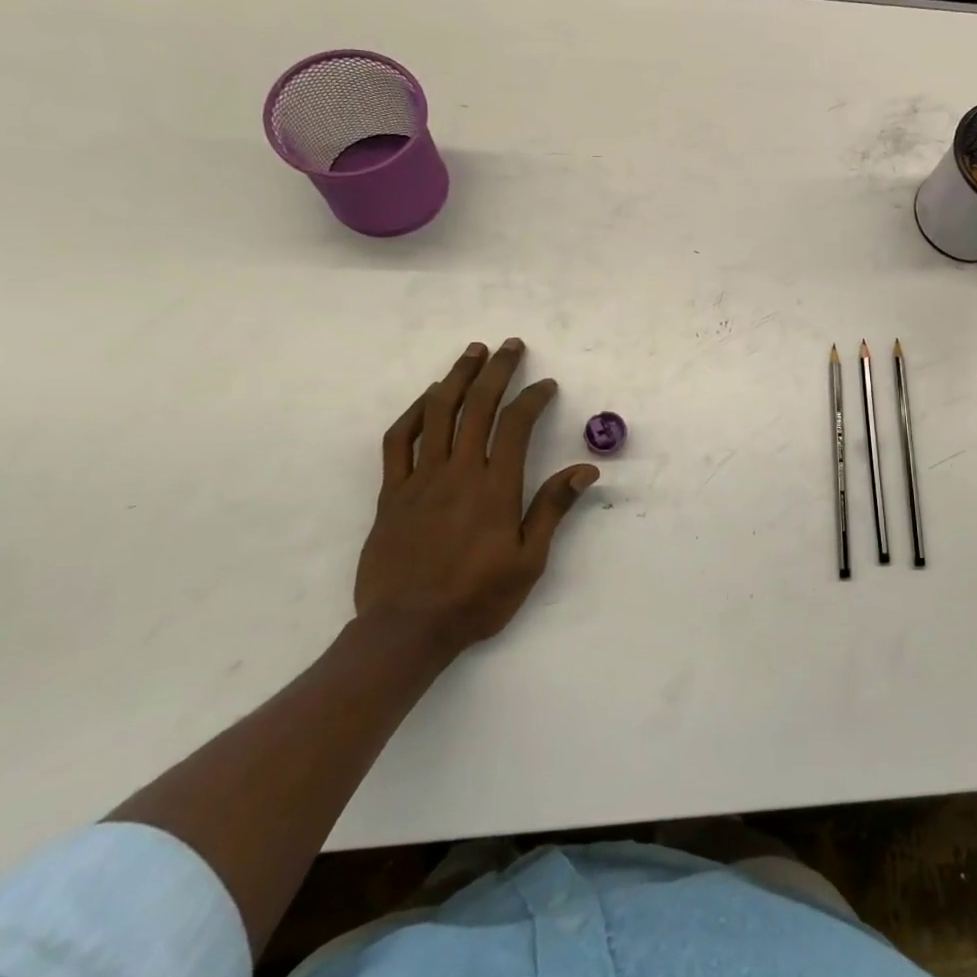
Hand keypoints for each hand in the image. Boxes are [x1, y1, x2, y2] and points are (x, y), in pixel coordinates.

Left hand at [354, 338, 598, 660]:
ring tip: (471, 352)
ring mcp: (419, 480)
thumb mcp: (528, 561)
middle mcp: (457, 472)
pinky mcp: (391, 493)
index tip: (546, 385)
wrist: (406, 630)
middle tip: (510, 346)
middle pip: (477, 406)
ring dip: (455, 378)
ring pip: (437, 414)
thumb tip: (585, 469)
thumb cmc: (476, 598)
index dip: (532, 398)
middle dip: (496, 371)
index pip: (515, 425)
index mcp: (494, 488)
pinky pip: (398, 442)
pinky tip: (426, 398)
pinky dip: (413, 413)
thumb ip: (553, 509)